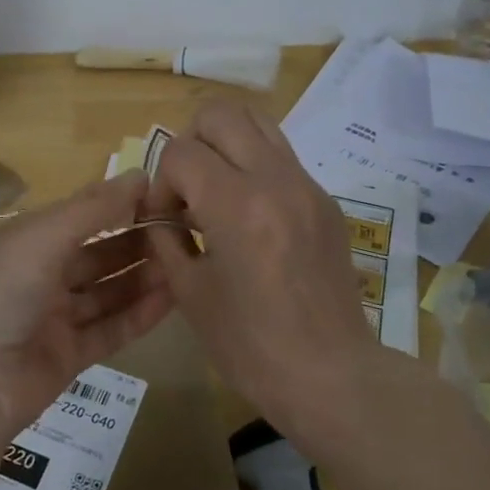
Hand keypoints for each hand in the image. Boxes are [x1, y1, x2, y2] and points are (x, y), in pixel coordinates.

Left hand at [0, 171, 174, 436]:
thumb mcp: (42, 236)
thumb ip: (94, 208)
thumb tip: (141, 174)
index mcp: (21, 240)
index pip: (78, 216)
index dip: (117, 205)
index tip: (163, 197)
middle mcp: (35, 275)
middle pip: (95, 254)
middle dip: (135, 242)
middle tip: (184, 231)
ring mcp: (50, 318)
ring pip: (105, 292)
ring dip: (142, 277)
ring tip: (186, 261)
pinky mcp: (66, 357)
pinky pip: (108, 330)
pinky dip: (138, 315)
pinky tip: (173, 298)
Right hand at [142, 101, 379, 425]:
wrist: (331, 374)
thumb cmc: (249, 344)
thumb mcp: (189, 292)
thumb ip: (165, 237)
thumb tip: (159, 211)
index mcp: (236, 205)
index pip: (181, 152)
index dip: (161, 183)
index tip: (166, 220)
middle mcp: (275, 180)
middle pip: (220, 114)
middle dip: (190, 143)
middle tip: (188, 189)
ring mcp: (306, 186)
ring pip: (258, 121)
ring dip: (225, 144)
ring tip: (217, 190)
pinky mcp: (325, 201)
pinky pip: (281, 157)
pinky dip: (253, 167)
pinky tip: (249, 216)